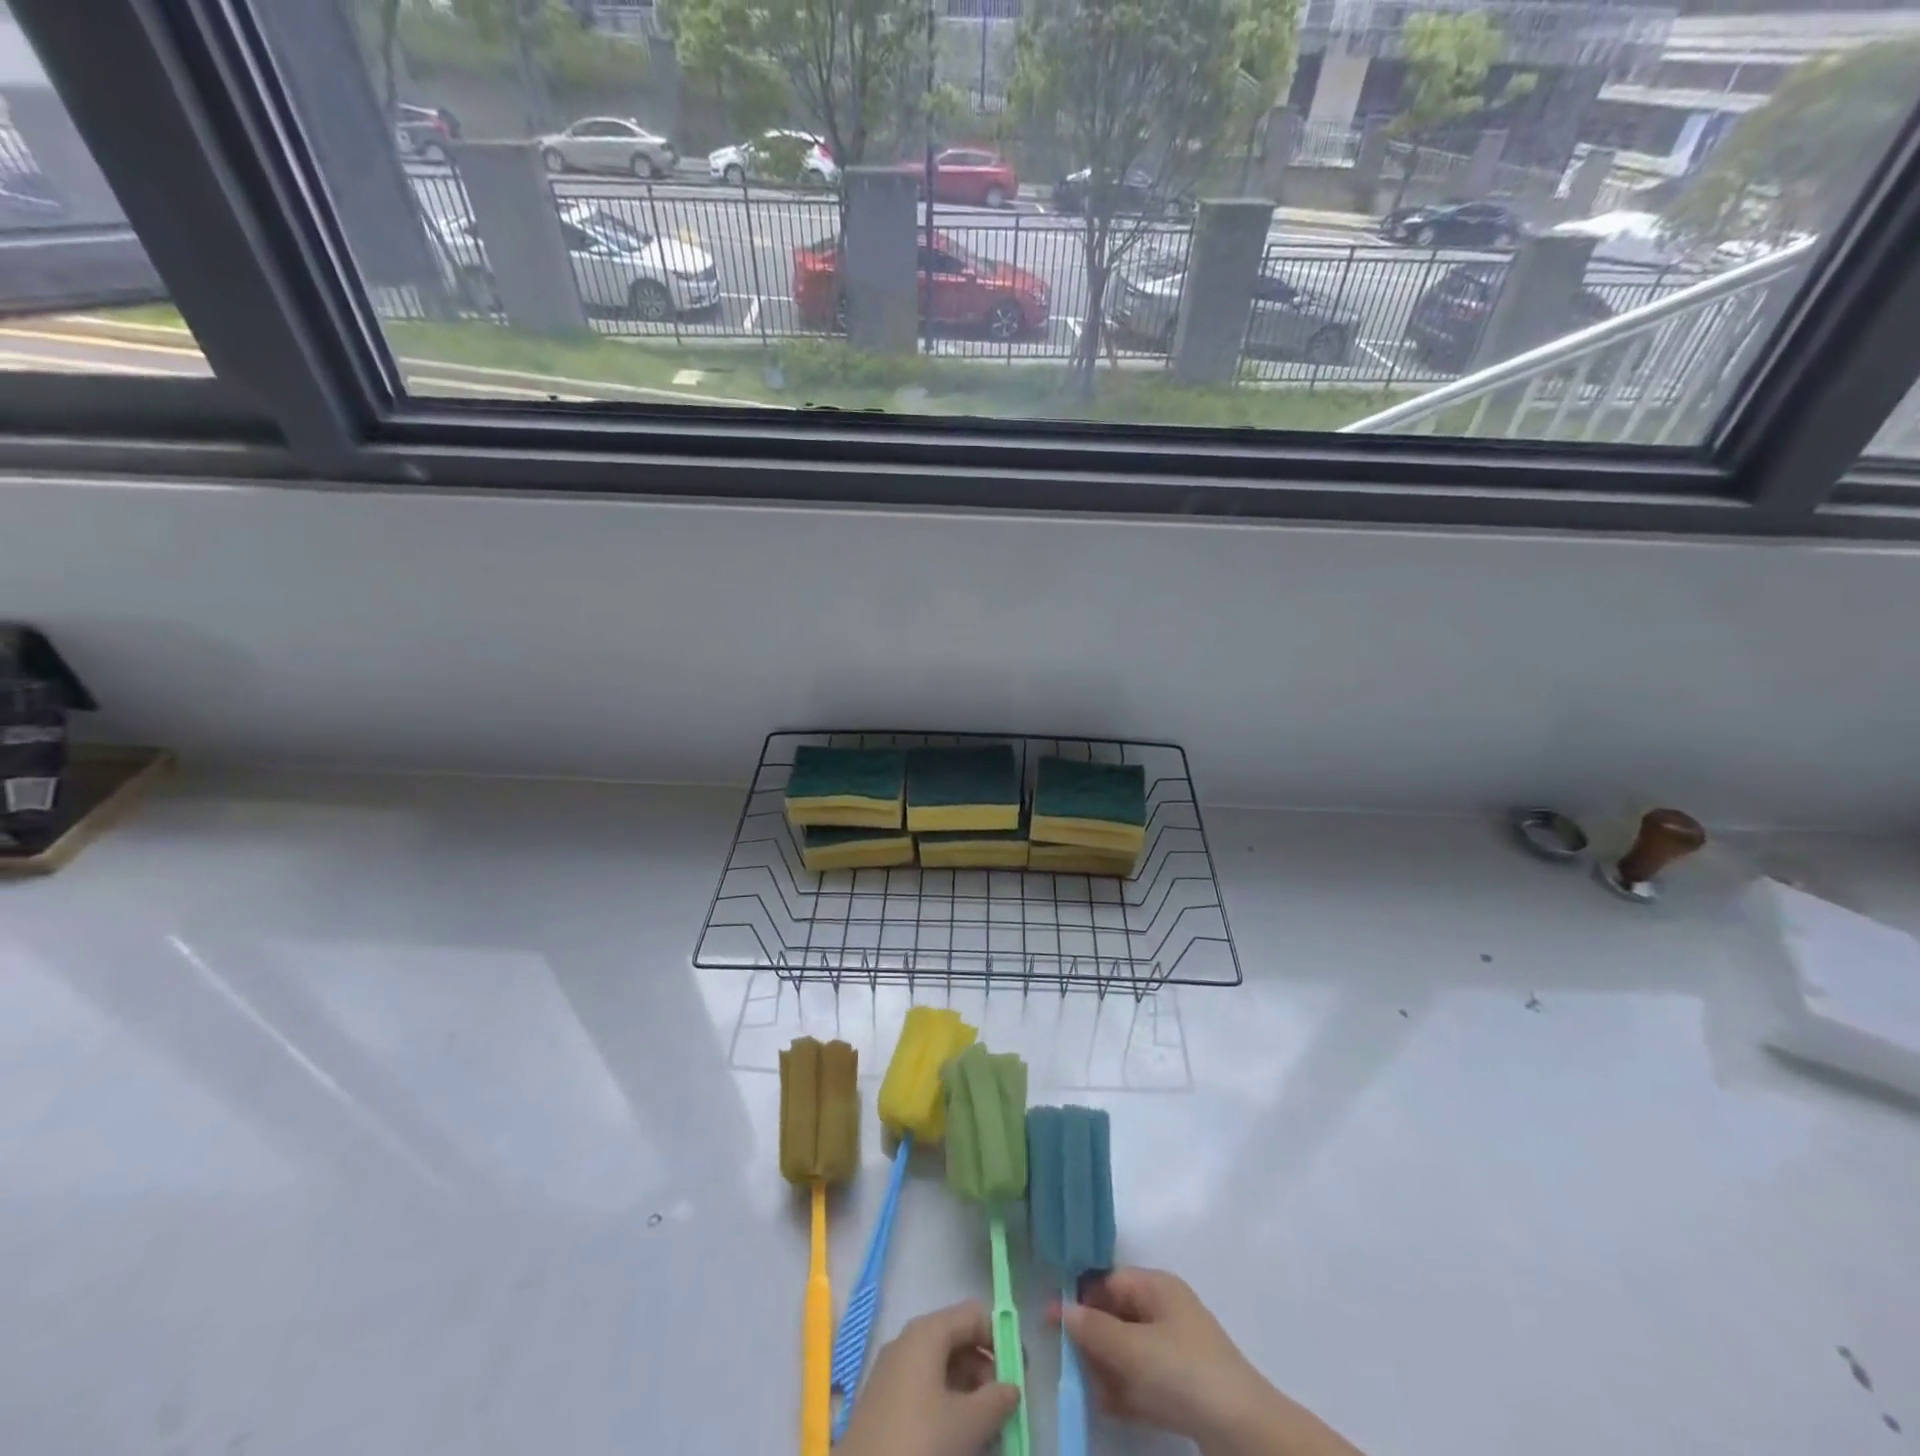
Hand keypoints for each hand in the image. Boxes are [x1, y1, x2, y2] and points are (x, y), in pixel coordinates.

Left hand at [837, 1300, 1020, 1455]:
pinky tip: (957, 1438)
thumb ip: (997, 1400)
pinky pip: (924, 1390)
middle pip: (958, 1341)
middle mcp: (908, 1341)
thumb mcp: (969, 1424)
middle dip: (985, 1372)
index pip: (974, 1315)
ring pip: (941, 1369)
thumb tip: (1012, 1387)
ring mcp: (892, 1371)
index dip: (1001, 1339)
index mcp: (927, 1332)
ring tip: (986, 1431)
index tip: (1020, 1375)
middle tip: (1004, 1409)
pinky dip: (946, 1406)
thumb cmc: (920, 1444)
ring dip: (968, 1393)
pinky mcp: (882, 1402)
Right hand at [1056, 1268, 1363, 1455]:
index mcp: (1156, 1287)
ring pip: (1127, 1351)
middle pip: (1116, 1315)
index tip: (1049, 1320)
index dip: (1079, 1297)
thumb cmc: (1185, 1374)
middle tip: (1060, 1358)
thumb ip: (1094, 1329)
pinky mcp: (1182, 1389)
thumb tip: (1063, 1309)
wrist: (1247, 1435)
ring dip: (1103, 1367)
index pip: (1108, 1281)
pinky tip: (1102, 1405)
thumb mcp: (1133, 1350)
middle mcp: (1165, 1311)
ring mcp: (1175, 1352)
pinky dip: (1122, 1390)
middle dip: (1089, 1336)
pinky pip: (1141, 1380)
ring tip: (1077, 1386)